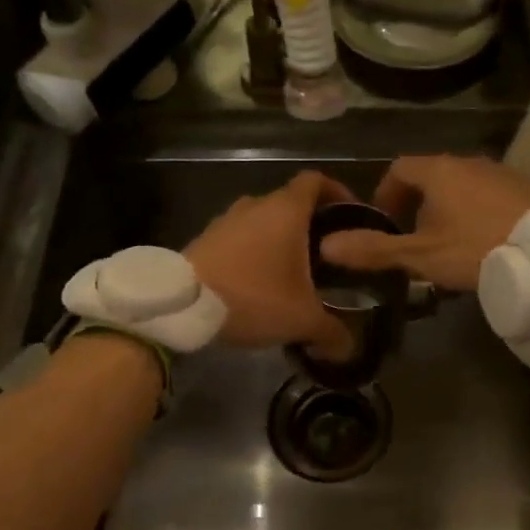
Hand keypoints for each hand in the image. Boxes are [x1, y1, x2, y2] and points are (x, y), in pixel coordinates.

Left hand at [185, 171, 354, 359]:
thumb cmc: (252, 296)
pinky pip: (240, 237)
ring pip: (263, 221)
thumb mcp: (301, 319)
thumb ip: (331, 331)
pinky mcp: (205, 238)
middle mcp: (256, 204)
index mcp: (286, 209)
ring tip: (292, 272)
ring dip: (279, 239)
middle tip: (326, 254)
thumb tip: (348, 348)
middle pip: (290, 202)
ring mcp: (226, 219)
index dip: (336, 192)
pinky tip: (258, 282)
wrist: (181, 305)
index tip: (349, 214)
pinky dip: (253, 252)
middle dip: (310, 225)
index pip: (316, 180)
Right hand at [318, 155, 529, 291]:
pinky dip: (476, 211)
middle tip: (412, 238)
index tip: (384, 222)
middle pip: (431, 175)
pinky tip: (484, 241)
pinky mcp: (527, 188)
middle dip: (416, 204)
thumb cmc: (477, 249)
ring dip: (447, 208)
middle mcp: (469, 162)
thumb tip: (326, 246)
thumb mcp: (421, 255)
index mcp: (438, 171)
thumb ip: (374, 250)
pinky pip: (489, 194)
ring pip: (461, 185)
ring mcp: (501, 173)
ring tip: (447, 243)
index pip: (399, 168)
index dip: (385, 193)